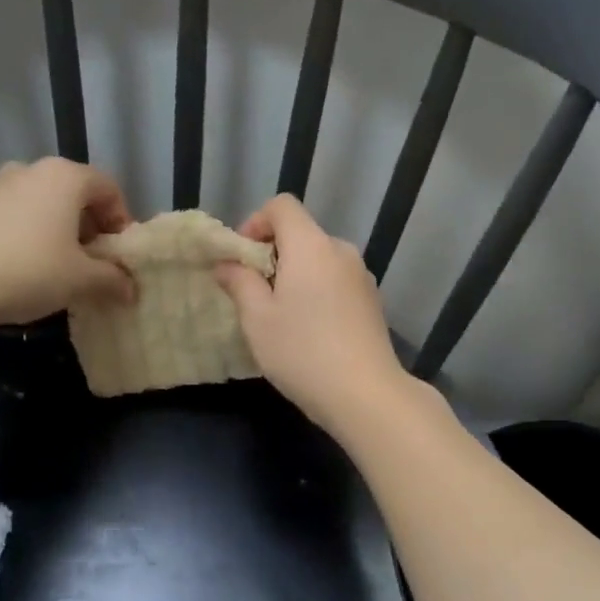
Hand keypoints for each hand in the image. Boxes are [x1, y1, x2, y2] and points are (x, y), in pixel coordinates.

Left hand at [0, 158, 134, 327]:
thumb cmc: (29, 270)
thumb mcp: (81, 280)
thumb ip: (112, 280)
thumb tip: (130, 290)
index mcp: (64, 177)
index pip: (108, 188)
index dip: (121, 221)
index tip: (119, 254)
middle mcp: (30, 170)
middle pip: (73, 194)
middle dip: (89, 227)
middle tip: (92, 263)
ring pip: (41, 204)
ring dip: (57, 231)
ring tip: (57, 268)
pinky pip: (12, 215)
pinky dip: (27, 234)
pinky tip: (22, 268)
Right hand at [215, 195, 408, 431]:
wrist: (365, 394)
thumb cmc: (302, 351)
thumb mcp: (257, 319)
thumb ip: (239, 283)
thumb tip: (227, 264)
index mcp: (311, 245)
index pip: (282, 206)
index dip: (256, 222)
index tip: (243, 258)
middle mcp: (341, 251)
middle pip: (302, 234)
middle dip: (273, 255)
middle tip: (254, 294)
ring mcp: (362, 277)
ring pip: (320, 260)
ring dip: (296, 276)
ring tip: (281, 316)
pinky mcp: (372, 302)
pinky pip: (336, 282)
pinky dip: (317, 292)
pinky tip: (310, 331)